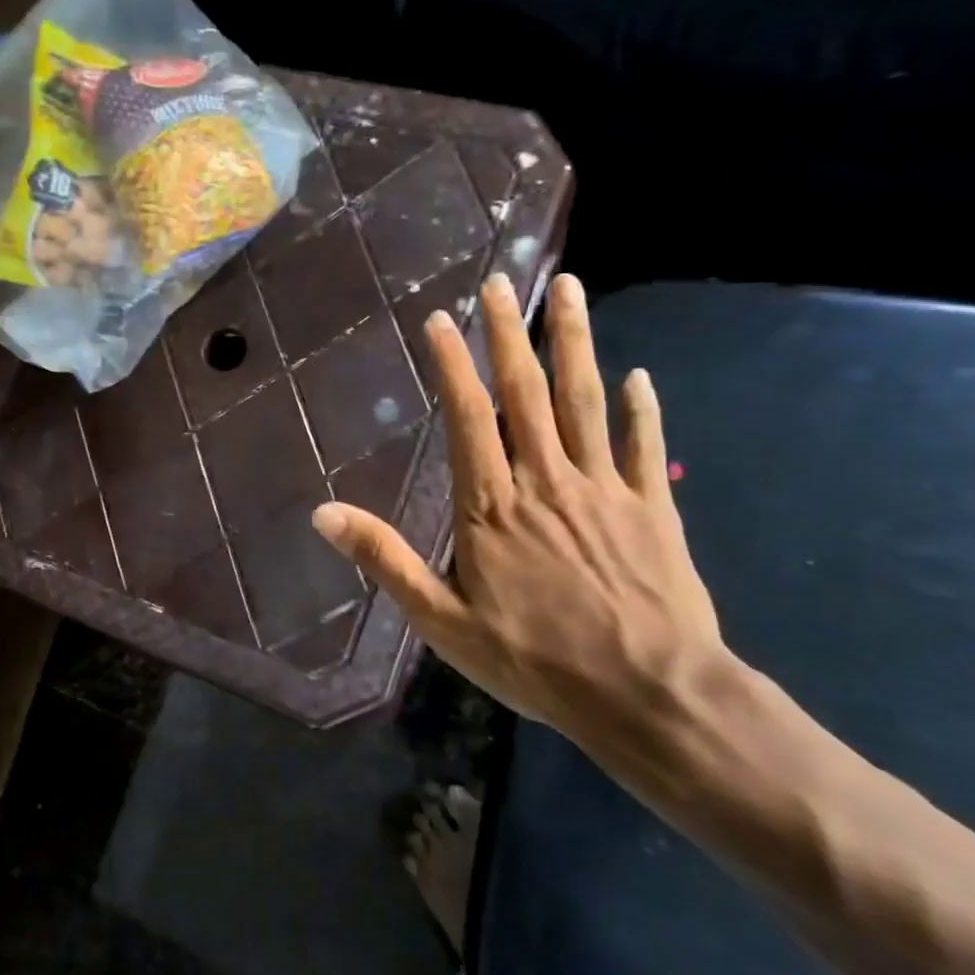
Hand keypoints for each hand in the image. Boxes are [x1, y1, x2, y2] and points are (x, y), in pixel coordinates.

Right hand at [312, 273, 723, 743]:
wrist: (650, 695)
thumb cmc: (536, 662)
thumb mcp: (442, 621)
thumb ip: (385, 560)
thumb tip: (323, 514)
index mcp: (491, 506)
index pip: (468, 416)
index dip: (453, 363)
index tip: (441, 319)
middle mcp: (545, 480)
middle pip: (526, 392)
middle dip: (510, 332)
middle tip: (504, 279)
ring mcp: (604, 488)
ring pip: (584, 400)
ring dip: (574, 342)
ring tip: (570, 289)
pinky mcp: (652, 507)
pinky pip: (643, 446)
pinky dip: (642, 409)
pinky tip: (639, 376)